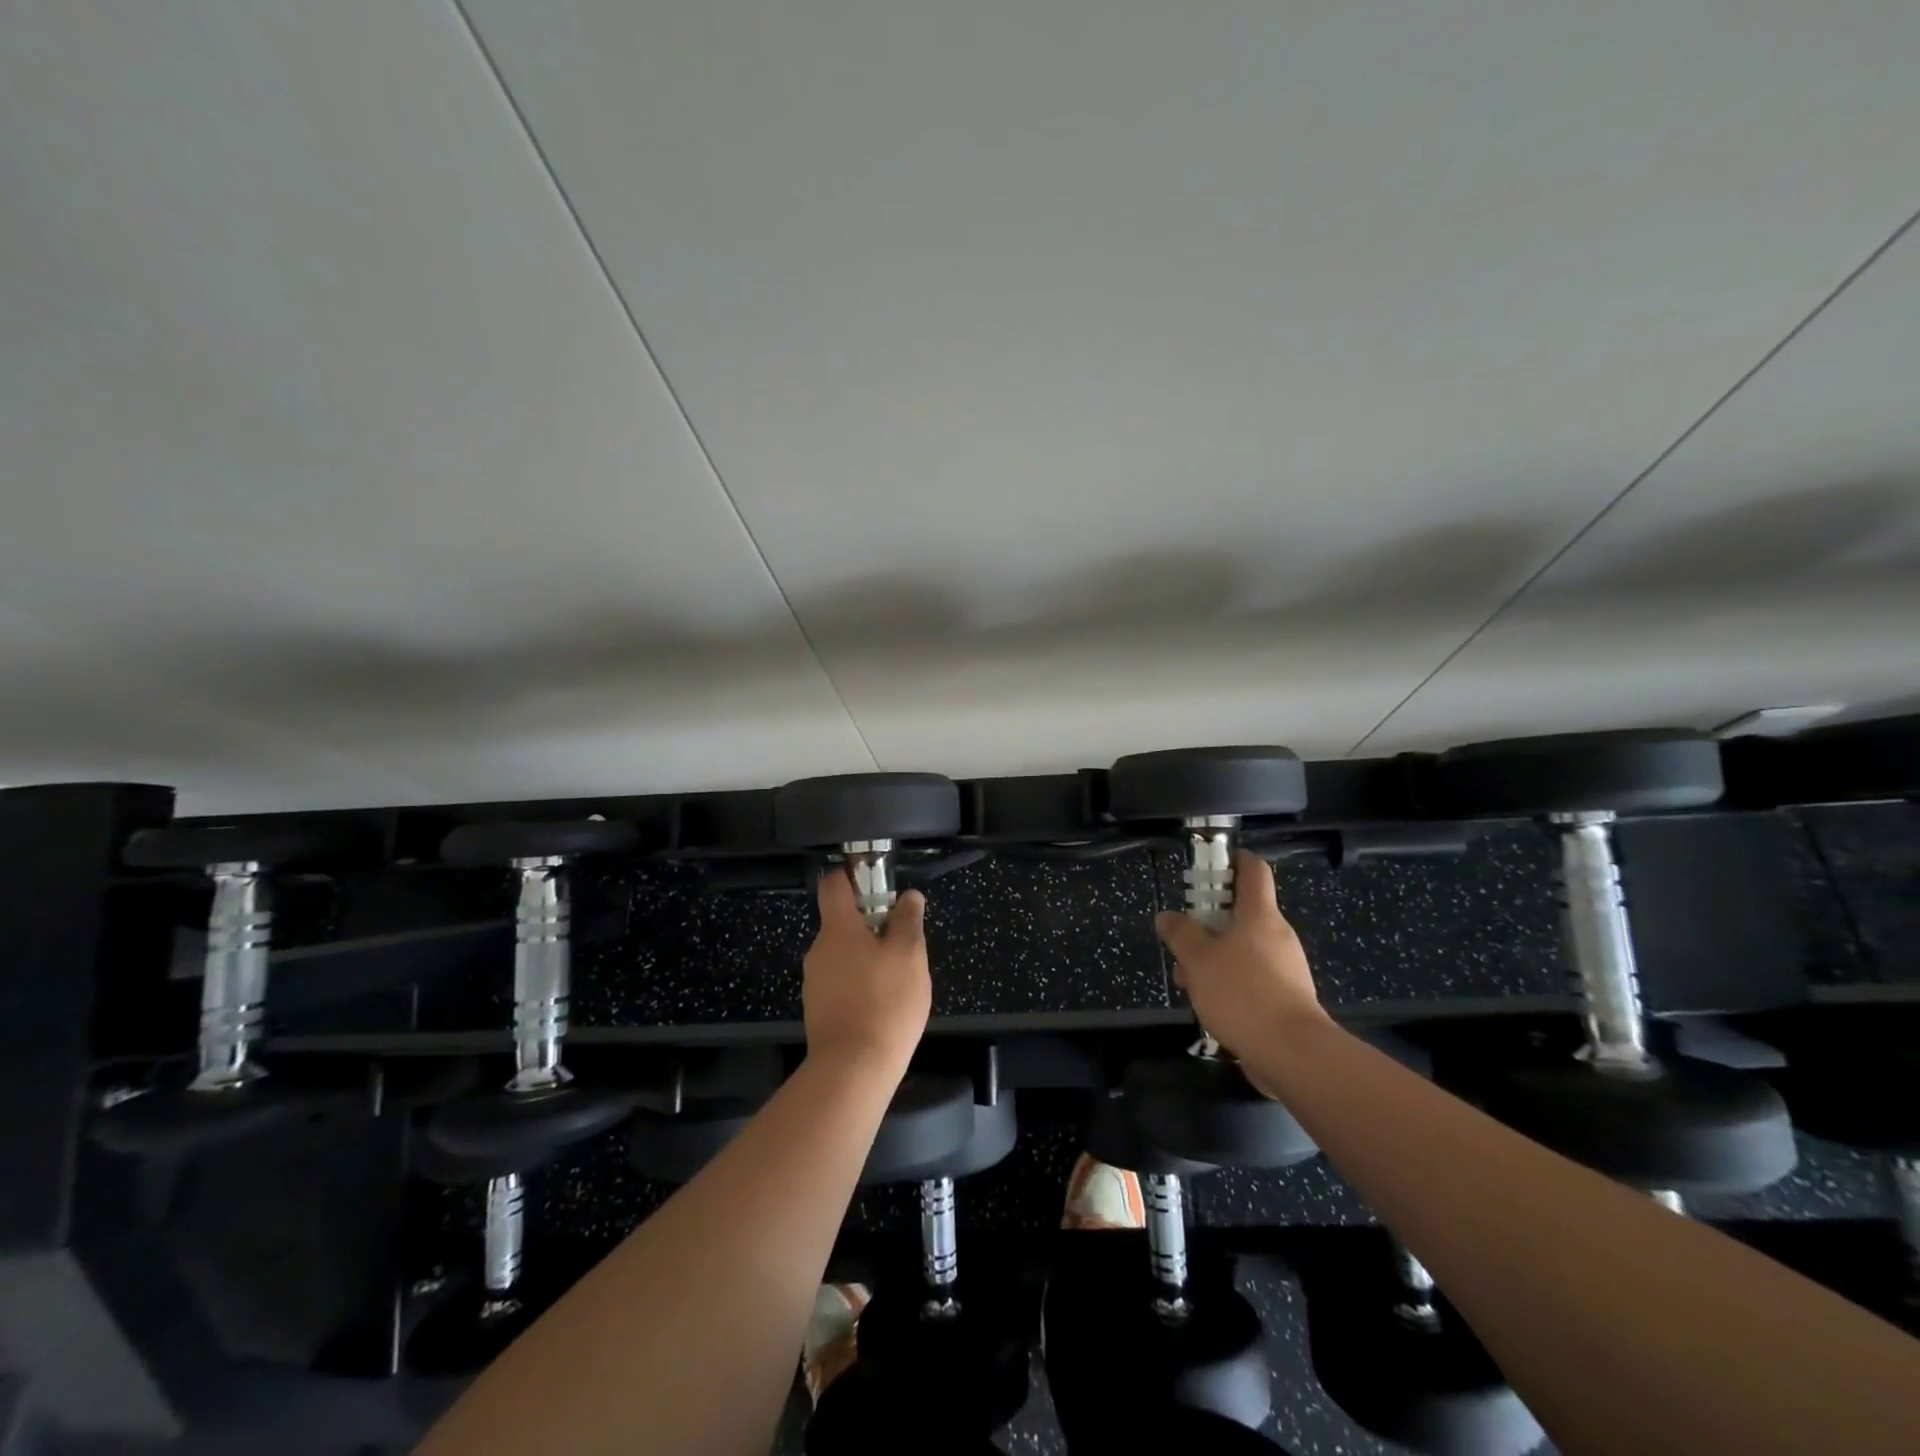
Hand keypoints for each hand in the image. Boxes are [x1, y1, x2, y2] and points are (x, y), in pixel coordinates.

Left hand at [802, 867, 931, 1080]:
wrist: (853, 1069)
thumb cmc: (885, 1002)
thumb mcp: (910, 955)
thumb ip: (908, 921)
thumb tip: (909, 896)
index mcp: (838, 928)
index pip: (833, 884)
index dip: (851, 876)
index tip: (876, 881)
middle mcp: (819, 950)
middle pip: (841, 922)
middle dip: (870, 924)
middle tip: (902, 939)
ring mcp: (815, 982)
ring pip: (842, 954)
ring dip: (866, 956)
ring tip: (897, 976)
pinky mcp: (818, 1010)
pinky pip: (840, 982)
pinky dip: (859, 983)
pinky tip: (882, 1003)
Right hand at [1155, 851, 1327, 1070]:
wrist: (1293, 1054)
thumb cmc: (1242, 993)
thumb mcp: (1198, 960)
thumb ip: (1180, 934)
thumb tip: (1167, 917)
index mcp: (1259, 914)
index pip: (1253, 870)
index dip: (1232, 860)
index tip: (1208, 866)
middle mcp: (1277, 935)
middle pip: (1241, 914)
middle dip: (1208, 924)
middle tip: (1182, 940)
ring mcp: (1285, 968)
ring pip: (1242, 950)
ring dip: (1213, 959)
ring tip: (1188, 983)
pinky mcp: (1286, 998)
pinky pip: (1252, 978)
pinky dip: (1229, 983)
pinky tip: (1209, 1006)